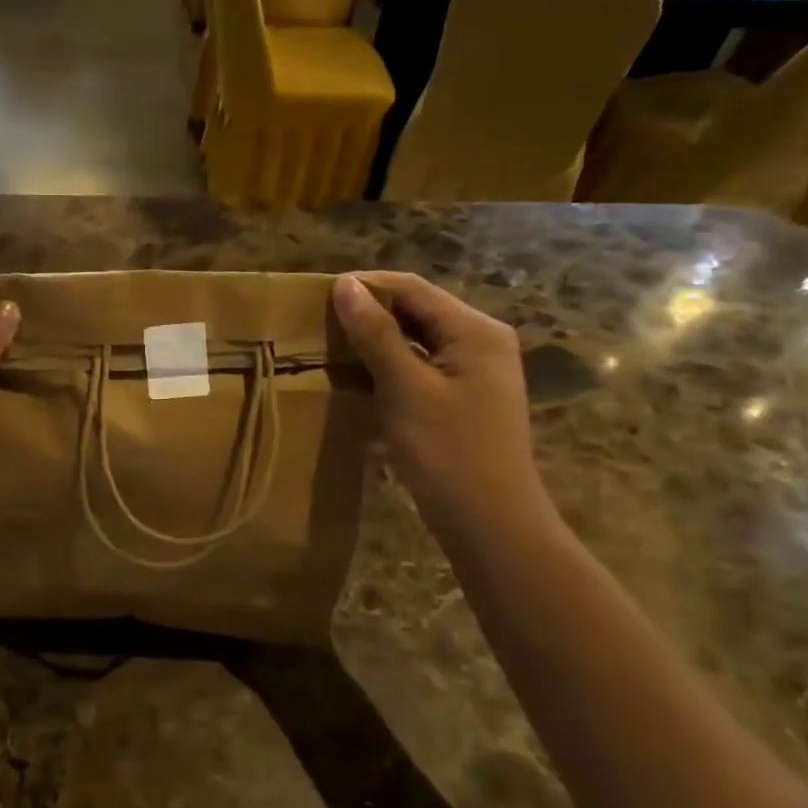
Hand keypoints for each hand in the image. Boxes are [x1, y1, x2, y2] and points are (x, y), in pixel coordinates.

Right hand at [332, 272, 550, 540]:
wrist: (490, 523)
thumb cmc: (448, 451)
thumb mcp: (406, 388)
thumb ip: (376, 334)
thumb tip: (346, 284)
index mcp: (475, 329)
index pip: (413, 288)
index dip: (366, 286)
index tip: (317, 297)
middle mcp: (481, 340)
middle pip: (417, 311)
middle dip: (370, 314)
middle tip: (319, 323)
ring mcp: (475, 371)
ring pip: (417, 340)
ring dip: (376, 342)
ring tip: (331, 347)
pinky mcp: (464, 398)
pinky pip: (421, 367)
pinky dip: (390, 367)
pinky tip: (359, 379)